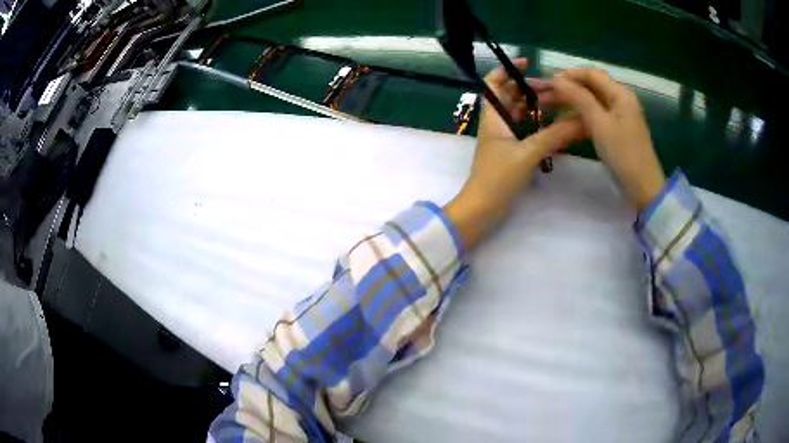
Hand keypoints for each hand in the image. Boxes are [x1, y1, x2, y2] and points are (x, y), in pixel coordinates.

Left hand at [446, 59, 584, 249]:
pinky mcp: (509, 152)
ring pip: (518, 114)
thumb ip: (554, 135)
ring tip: (559, 104)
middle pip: (510, 96)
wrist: (483, 208)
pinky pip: (524, 130)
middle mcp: (496, 123)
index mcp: (493, 116)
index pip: (493, 83)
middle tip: (555, 89)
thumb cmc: (498, 177)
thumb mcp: (528, 153)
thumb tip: (581, 120)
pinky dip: (536, 125)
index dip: (507, 69)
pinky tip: (553, 126)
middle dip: (530, 89)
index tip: (527, 63)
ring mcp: (502, 138)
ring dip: (535, 106)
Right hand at [550, 69, 665, 209]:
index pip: (590, 74)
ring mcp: (620, 116)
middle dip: (567, 89)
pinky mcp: (617, 130)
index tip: (546, 83)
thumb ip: (578, 97)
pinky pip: (595, 117)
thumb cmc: (622, 152)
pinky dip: (580, 118)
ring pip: (591, 103)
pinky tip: (565, 124)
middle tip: (542, 96)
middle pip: (590, 87)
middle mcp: (620, 99)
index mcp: (620, 93)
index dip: (568, 75)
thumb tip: (556, 79)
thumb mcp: (598, 122)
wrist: (642, 187)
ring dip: (571, 104)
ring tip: (548, 109)